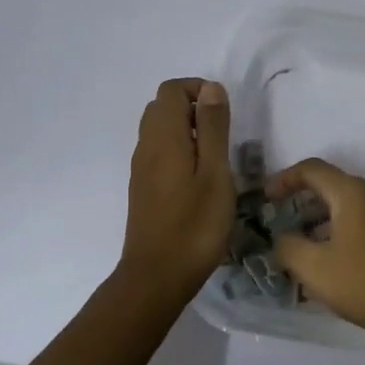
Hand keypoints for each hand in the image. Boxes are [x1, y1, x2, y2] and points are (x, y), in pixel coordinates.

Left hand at [116, 78, 235, 306]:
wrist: (157, 276)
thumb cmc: (195, 224)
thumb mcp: (215, 172)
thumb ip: (213, 127)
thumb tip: (211, 88)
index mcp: (163, 137)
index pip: (171, 90)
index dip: (198, 90)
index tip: (224, 113)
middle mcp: (146, 146)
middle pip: (162, 106)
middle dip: (192, 107)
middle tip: (221, 134)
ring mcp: (141, 168)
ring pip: (158, 130)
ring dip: (185, 130)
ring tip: (214, 157)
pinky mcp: (142, 188)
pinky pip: (157, 152)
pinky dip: (177, 149)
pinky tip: (198, 179)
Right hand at [266, 159, 364, 343]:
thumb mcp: (317, 269)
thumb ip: (289, 248)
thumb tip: (282, 238)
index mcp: (352, 192)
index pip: (312, 169)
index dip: (284, 179)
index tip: (266, 199)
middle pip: (332, 188)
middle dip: (302, 205)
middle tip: (281, 228)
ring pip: (350, 209)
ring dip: (323, 224)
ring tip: (305, 254)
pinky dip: (344, 235)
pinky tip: (337, 269)